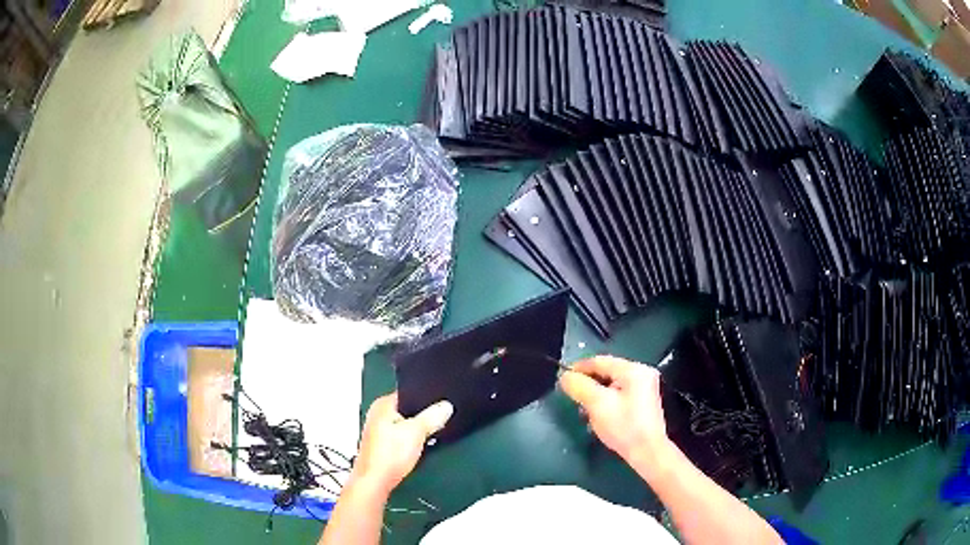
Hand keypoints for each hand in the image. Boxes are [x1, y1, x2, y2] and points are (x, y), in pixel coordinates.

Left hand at [351, 392, 453, 494]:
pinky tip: (418, 450)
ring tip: (429, 437)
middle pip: (407, 410)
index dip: (426, 399)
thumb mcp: (417, 432)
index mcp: (382, 405)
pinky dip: (410, 442)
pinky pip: (401, 438)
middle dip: (422, 417)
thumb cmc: (389, 455)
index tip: (441, 405)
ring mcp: (378, 431)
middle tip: (437, 422)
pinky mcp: (381, 446)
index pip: (408, 393)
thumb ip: (432, 417)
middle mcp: (377, 415)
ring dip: (416, 432)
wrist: (375, 481)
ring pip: (405, 426)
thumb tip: (446, 406)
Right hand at [559, 355, 670, 464]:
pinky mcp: (644, 401)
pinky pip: (619, 393)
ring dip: (596, 394)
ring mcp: (645, 387)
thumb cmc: (624, 426)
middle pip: (607, 372)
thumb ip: (579, 386)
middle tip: (573, 396)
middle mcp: (642, 373)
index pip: (600, 361)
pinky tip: (598, 415)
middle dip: (588, 384)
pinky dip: (606, 400)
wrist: (647, 452)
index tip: (562, 379)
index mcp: (633, 370)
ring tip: (584, 409)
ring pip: (612, 384)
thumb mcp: (597, 404)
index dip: (578, 368)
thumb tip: (565, 376)